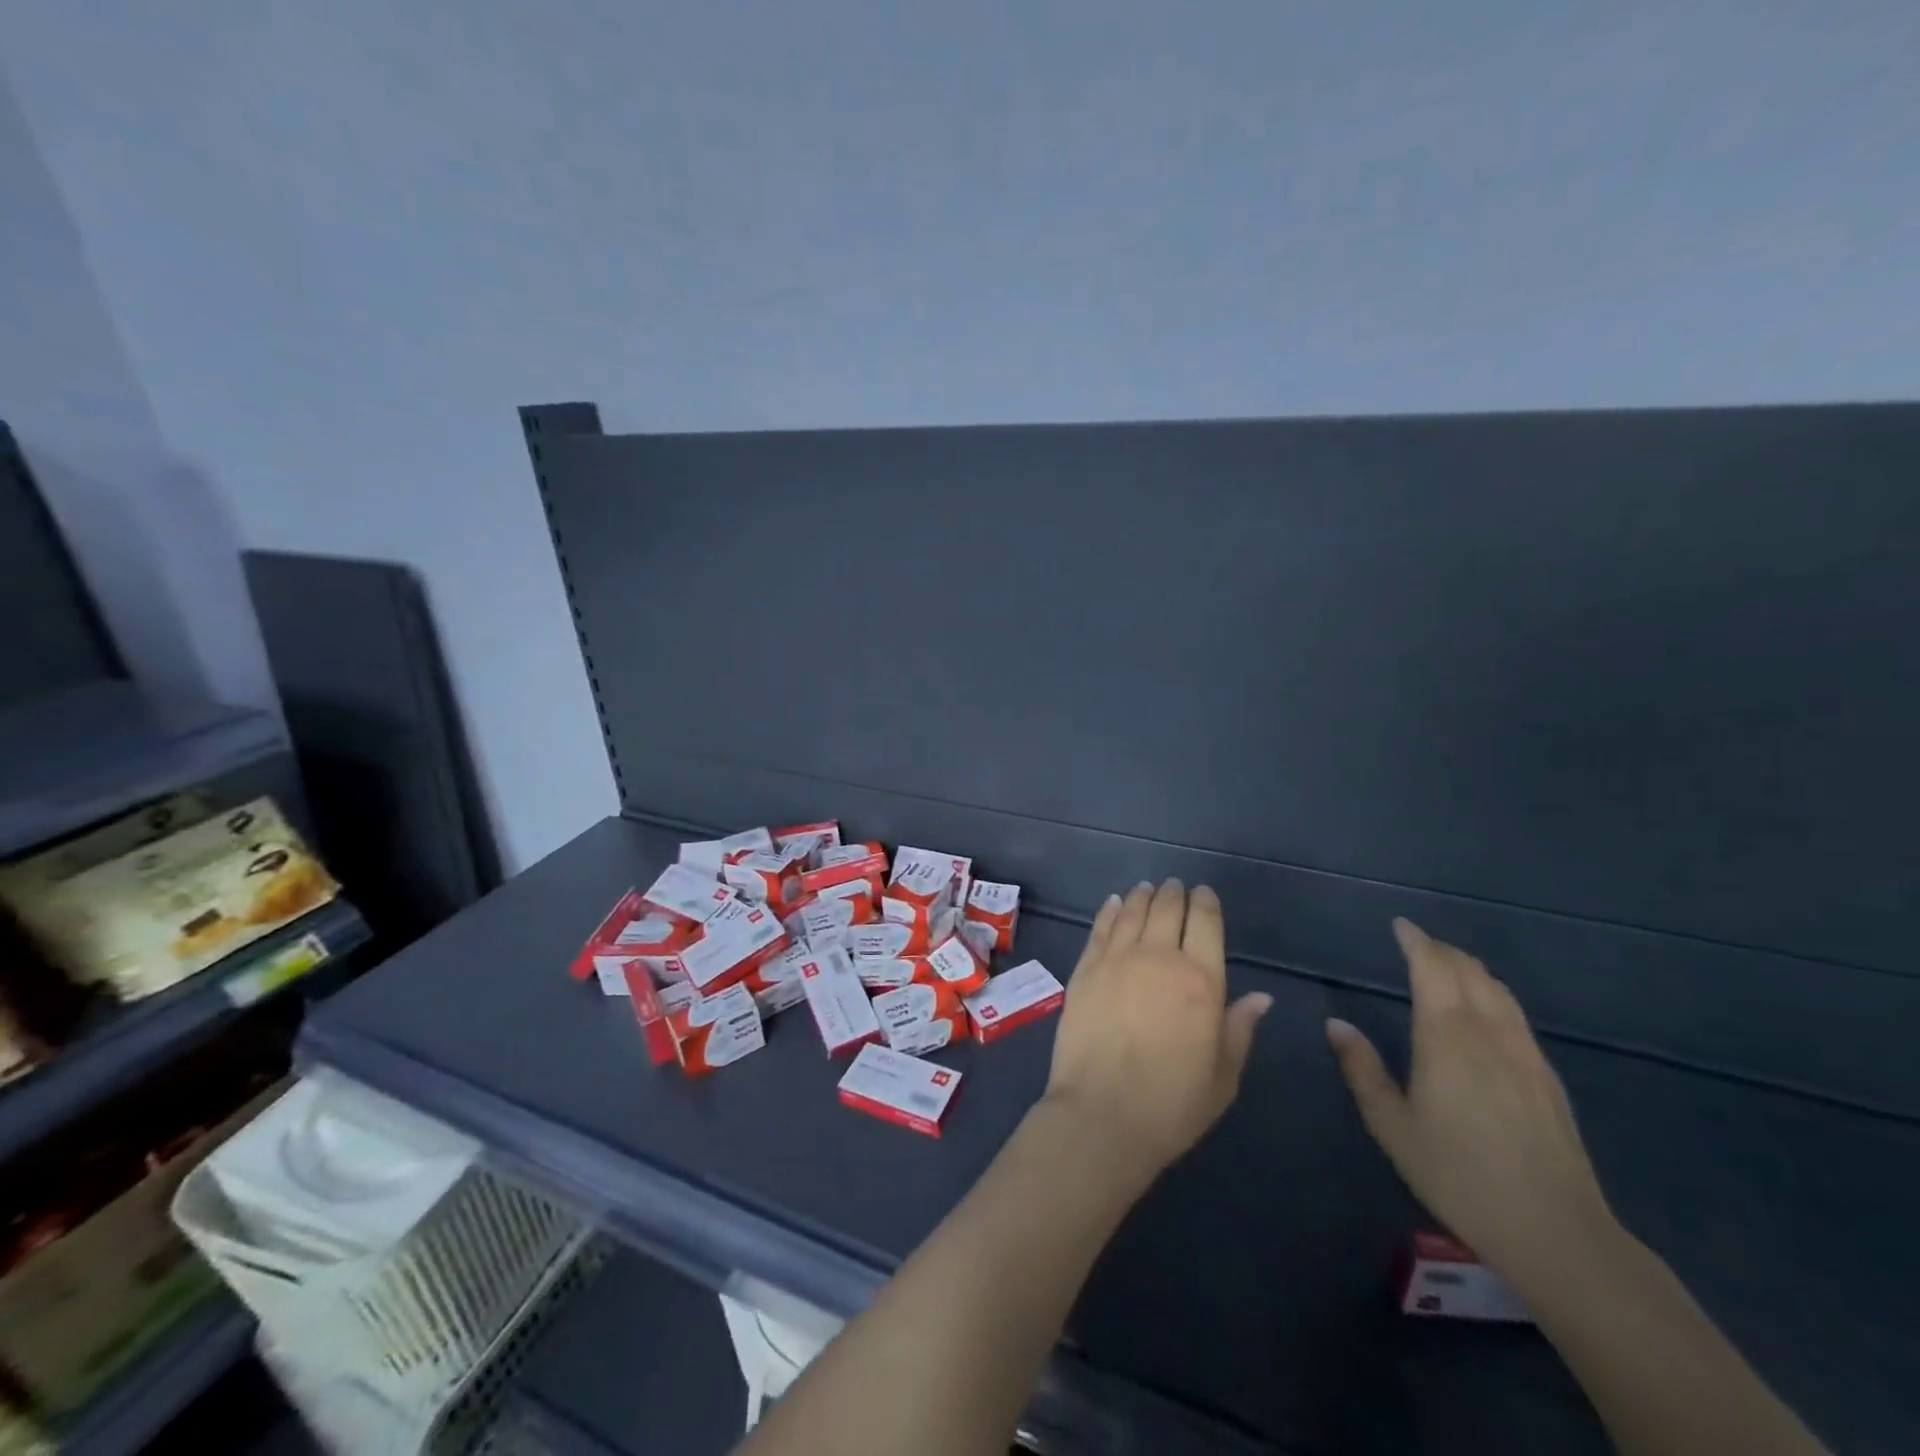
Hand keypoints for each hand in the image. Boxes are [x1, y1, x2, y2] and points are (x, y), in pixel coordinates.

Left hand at [1043, 880, 1272, 1176]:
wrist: (1102, 1114)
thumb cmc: (1173, 1104)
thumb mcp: (1223, 1076)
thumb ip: (1239, 1028)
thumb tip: (1260, 997)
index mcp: (1201, 981)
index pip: (1206, 924)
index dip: (1206, 903)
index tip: (1204, 894)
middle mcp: (1159, 958)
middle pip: (1168, 909)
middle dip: (1174, 894)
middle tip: (1175, 886)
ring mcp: (1117, 960)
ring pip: (1133, 912)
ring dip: (1143, 896)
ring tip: (1147, 888)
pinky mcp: (1085, 969)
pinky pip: (1100, 928)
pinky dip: (1110, 910)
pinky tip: (1115, 903)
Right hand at [1327, 919, 1615, 1284]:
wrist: (1556, 1231)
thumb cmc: (1458, 1174)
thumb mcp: (1392, 1126)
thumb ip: (1362, 1070)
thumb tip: (1336, 1024)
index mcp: (1447, 1037)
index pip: (1433, 968)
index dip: (1416, 941)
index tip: (1400, 925)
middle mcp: (1489, 1032)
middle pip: (1468, 971)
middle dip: (1441, 950)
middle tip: (1416, 943)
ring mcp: (1525, 1053)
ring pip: (1498, 990)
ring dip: (1469, 969)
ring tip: (1447, 967)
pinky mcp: (1547, 1077)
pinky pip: (1515, 1014)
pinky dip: (1492, 994)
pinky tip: (1484, 1012)